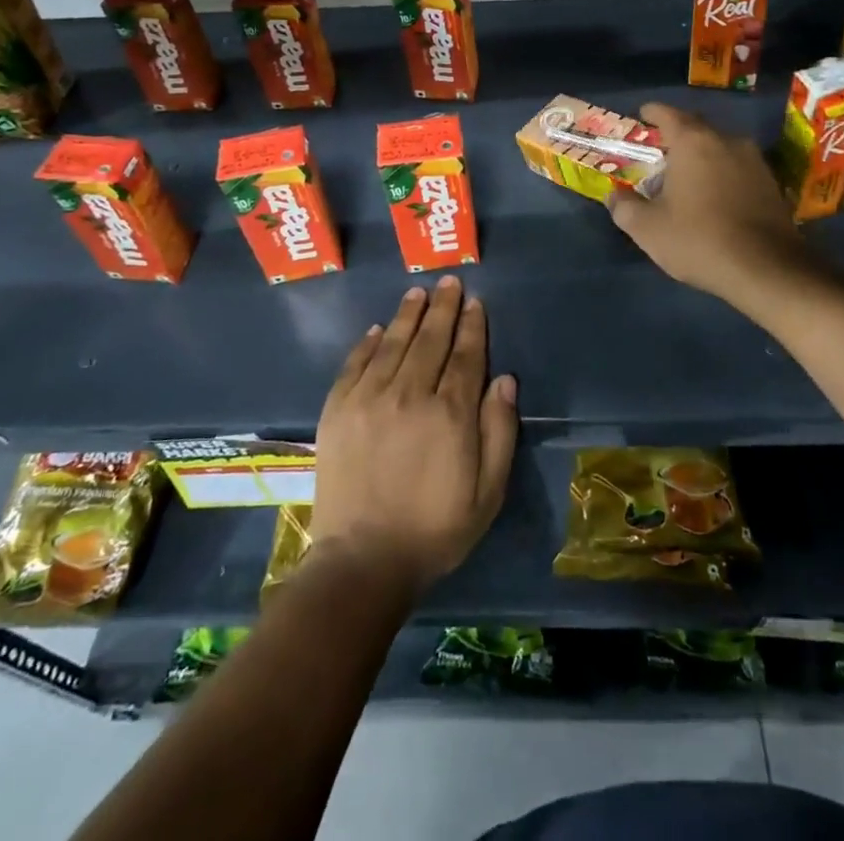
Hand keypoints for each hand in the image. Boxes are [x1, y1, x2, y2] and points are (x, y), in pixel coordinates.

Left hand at [310, 276, 516, 598]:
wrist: (363, 561)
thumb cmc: (435, 529)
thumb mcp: (488, 491)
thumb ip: (500, 431)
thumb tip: (505, 380)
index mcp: (450, 413)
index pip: (465, 355)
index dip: (472, 326)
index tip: (475, 303)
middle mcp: (409, 394)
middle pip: (430, 339)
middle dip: (443, 308)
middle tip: (449, 282)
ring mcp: (368, 399)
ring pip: (393, 343)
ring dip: (407, 315)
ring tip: (418, 293)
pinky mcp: (337, 410)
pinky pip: (354, 364)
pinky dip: (367, 343)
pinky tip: (376, 329)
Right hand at [608, 103, 812, 310]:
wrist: (767, 269)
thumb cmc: (699, 240)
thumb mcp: (648, 229)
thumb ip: (624, 207)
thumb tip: (614, 195)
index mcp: (693, 142)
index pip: (667, 113)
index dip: (651, 113)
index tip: (641, 117)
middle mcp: (726, 140)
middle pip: (696, 127)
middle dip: (676, 136)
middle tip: (659, 152)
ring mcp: (754, 160)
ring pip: (720, 147)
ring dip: (702, 156)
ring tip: (686, 177)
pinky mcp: (772, 182)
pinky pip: (738, 167)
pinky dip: (722, 173)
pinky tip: (714, 197)